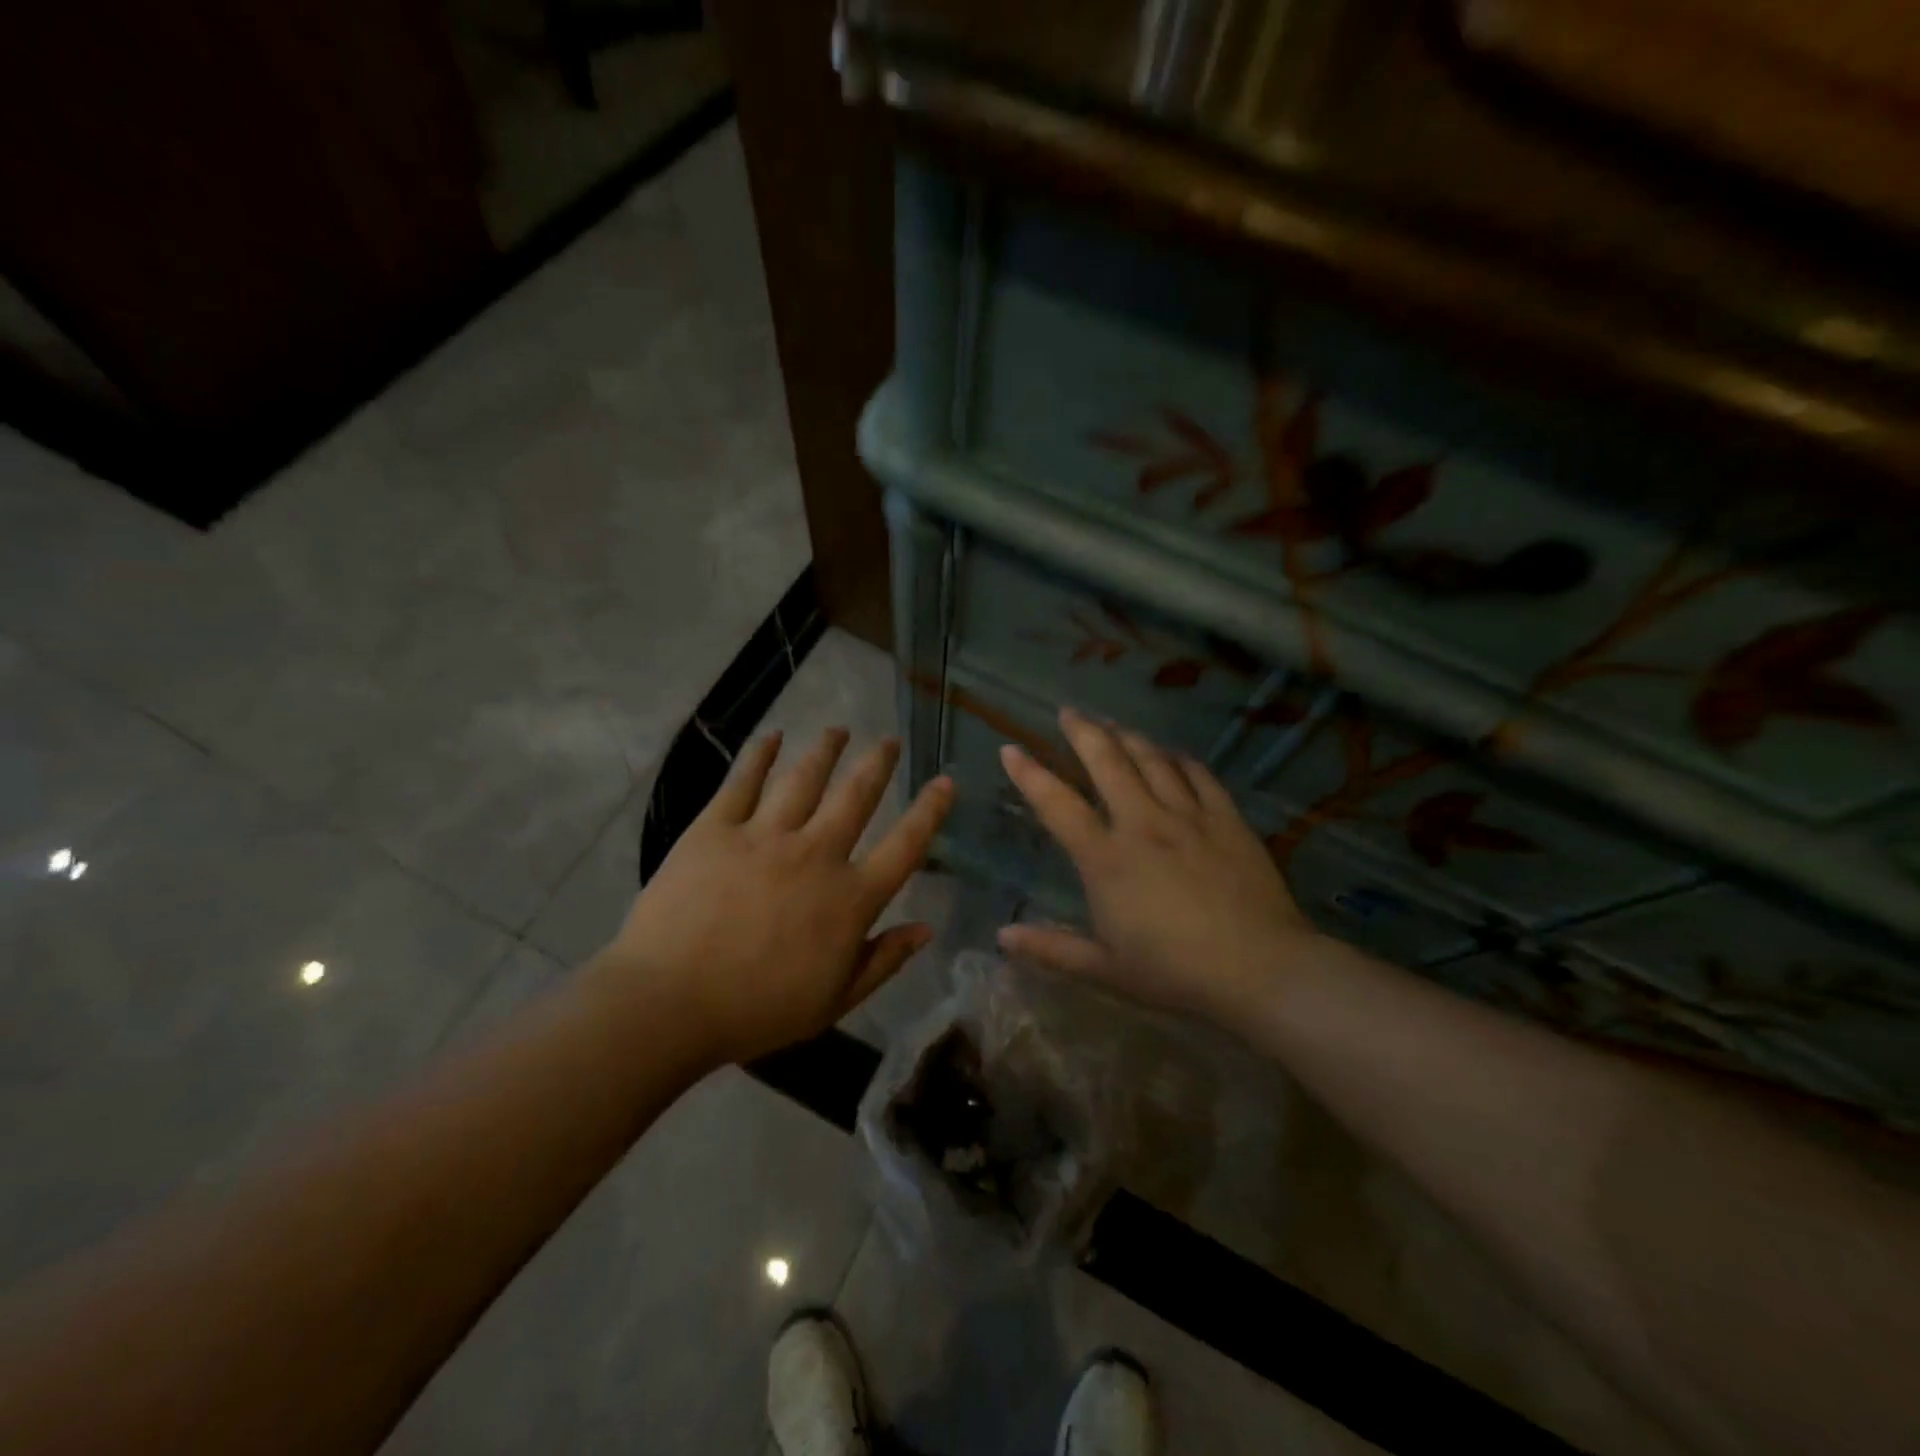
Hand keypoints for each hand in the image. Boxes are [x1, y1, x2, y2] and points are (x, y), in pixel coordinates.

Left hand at [598, 729, 953, 1064]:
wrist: (669, 1004)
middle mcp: (815, 854)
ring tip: (839, 730)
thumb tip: (926, 928)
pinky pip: (743, 782)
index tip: (945, 782)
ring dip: (825, 750)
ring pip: (804, 779)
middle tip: (890, 740)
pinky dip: (759, 755)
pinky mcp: (716, 829)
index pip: (903, 847)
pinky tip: (772, 736)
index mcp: (848, 899)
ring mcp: (764, 836)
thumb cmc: (756, 1011)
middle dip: (877, 764)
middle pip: (856, 796)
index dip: (929, 812)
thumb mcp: (833, 1002)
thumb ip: (883, 962)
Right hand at [996, 708, 1319, 1025]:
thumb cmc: (1175, 973)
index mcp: (1106, 859)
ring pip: (1152, 759)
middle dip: (1083, 731)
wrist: (1260, 969)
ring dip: (1128, 736)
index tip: (1010, 749)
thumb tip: (1002, 935)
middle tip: (1069, 711)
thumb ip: (1051, 949)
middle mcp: (1142, 824)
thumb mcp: (1105, 968)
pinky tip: (1172, 752)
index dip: (1029, 774)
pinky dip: (1179, 758)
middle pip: (1107, 762)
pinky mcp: (1226, 819)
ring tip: (1112, 722)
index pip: (1057, 804)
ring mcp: (1188, 816)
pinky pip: (1198, 774)